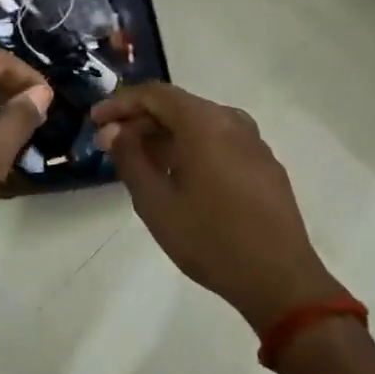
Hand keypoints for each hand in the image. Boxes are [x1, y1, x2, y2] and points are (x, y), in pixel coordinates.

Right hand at [92, 83, 347, 330]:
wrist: (279, 278)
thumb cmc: (210, 239)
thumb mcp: (156, 203)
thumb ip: (130, 159)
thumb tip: (114, 132)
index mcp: (205, 123)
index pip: (155, 95)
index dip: (121, 103)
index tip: (95, 121)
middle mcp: (232, 122)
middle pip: (178, 107)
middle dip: (141, 123)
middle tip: (110, 146)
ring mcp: (254, 143)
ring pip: (200, 126)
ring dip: (165, 137)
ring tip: (139, 163)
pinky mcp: (264, 165)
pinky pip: (219, 143)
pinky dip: (191, 149)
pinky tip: (178, 178)